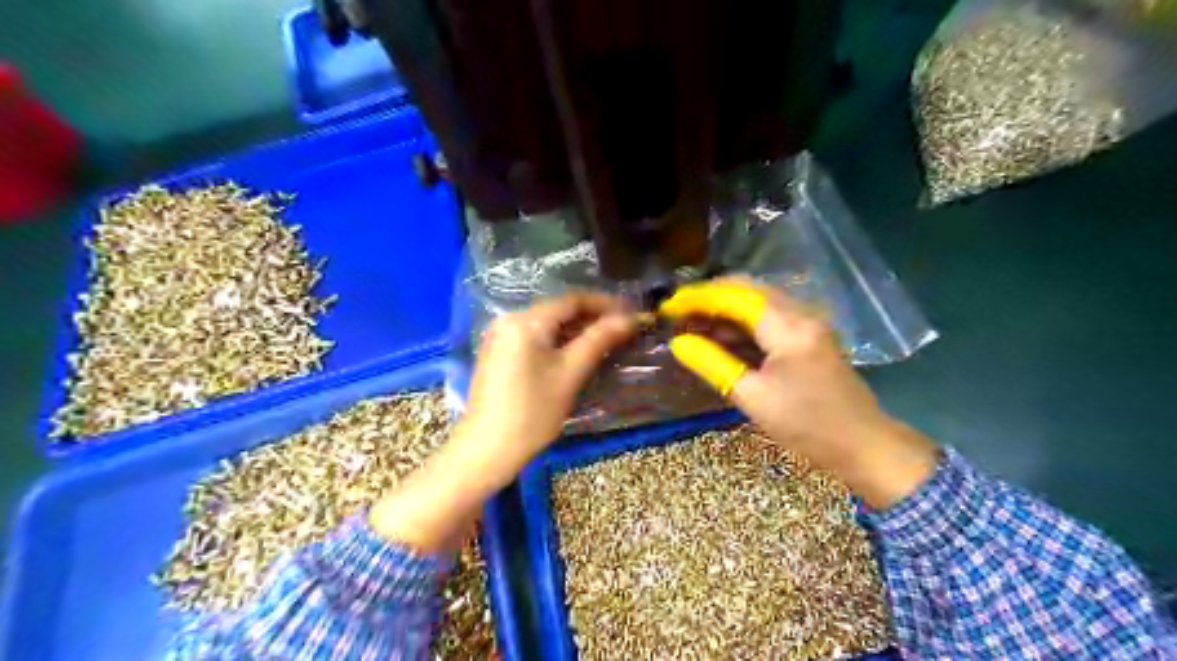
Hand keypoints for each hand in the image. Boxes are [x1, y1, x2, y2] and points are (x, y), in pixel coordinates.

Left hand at [373, 292, 639, 550]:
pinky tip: (577, 352)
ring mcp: (501, 336)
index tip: (632, 313)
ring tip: (606, 340)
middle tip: (623, 329)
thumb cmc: (533, 411)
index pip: (573, 300)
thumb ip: (600, 339)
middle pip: (559, 310)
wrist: (487, 448)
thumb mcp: (571, 373)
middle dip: (592, 317)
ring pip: (547, 324)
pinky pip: (534, 337)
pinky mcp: (498, 353)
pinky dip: (558, 341)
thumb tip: (630, 318)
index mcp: (527, 320)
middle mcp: (510, 319)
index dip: (605, 304)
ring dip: (577, 329)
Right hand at [660, 276, 939, 507]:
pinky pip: (768, 316)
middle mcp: (800, 312)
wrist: (863, 444)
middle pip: (746, 289)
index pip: (734, 296)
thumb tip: (678, 342)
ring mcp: (808, 322)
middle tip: (677, 312)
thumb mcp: (752, 396)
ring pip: (757, 301)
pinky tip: (721, 336)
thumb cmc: (806, 424)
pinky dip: (741, 321)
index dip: (697, 298)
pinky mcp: (809, 335)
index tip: (668, 307)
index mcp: (787, 326)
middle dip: (708, 297)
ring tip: (692, 323)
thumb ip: (712, 364)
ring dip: (724, 308)